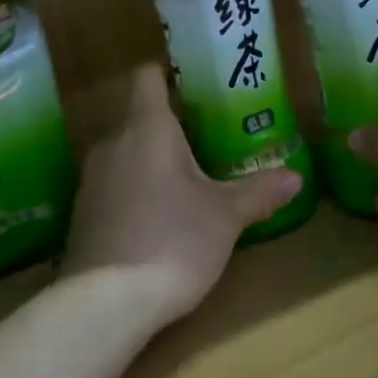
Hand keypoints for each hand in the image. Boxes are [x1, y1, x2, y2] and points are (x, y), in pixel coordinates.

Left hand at [62, 63, 303, 330]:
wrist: (105, 304)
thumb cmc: (173, 241)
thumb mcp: (225, 216)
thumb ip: (258, 192)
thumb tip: (296, 177)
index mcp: (147, 127)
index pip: (147, 76)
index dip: (167, 73)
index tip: (193, 84)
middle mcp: (113, 142)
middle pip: (138, 115)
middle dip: (170, 124)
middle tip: (206, 137)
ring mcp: (91, 178)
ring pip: (124, 151)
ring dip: (150, 159)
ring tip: (184, 178)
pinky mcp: (81, 213)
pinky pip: (111, 184)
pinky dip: (132, 189)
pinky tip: (155, 217)